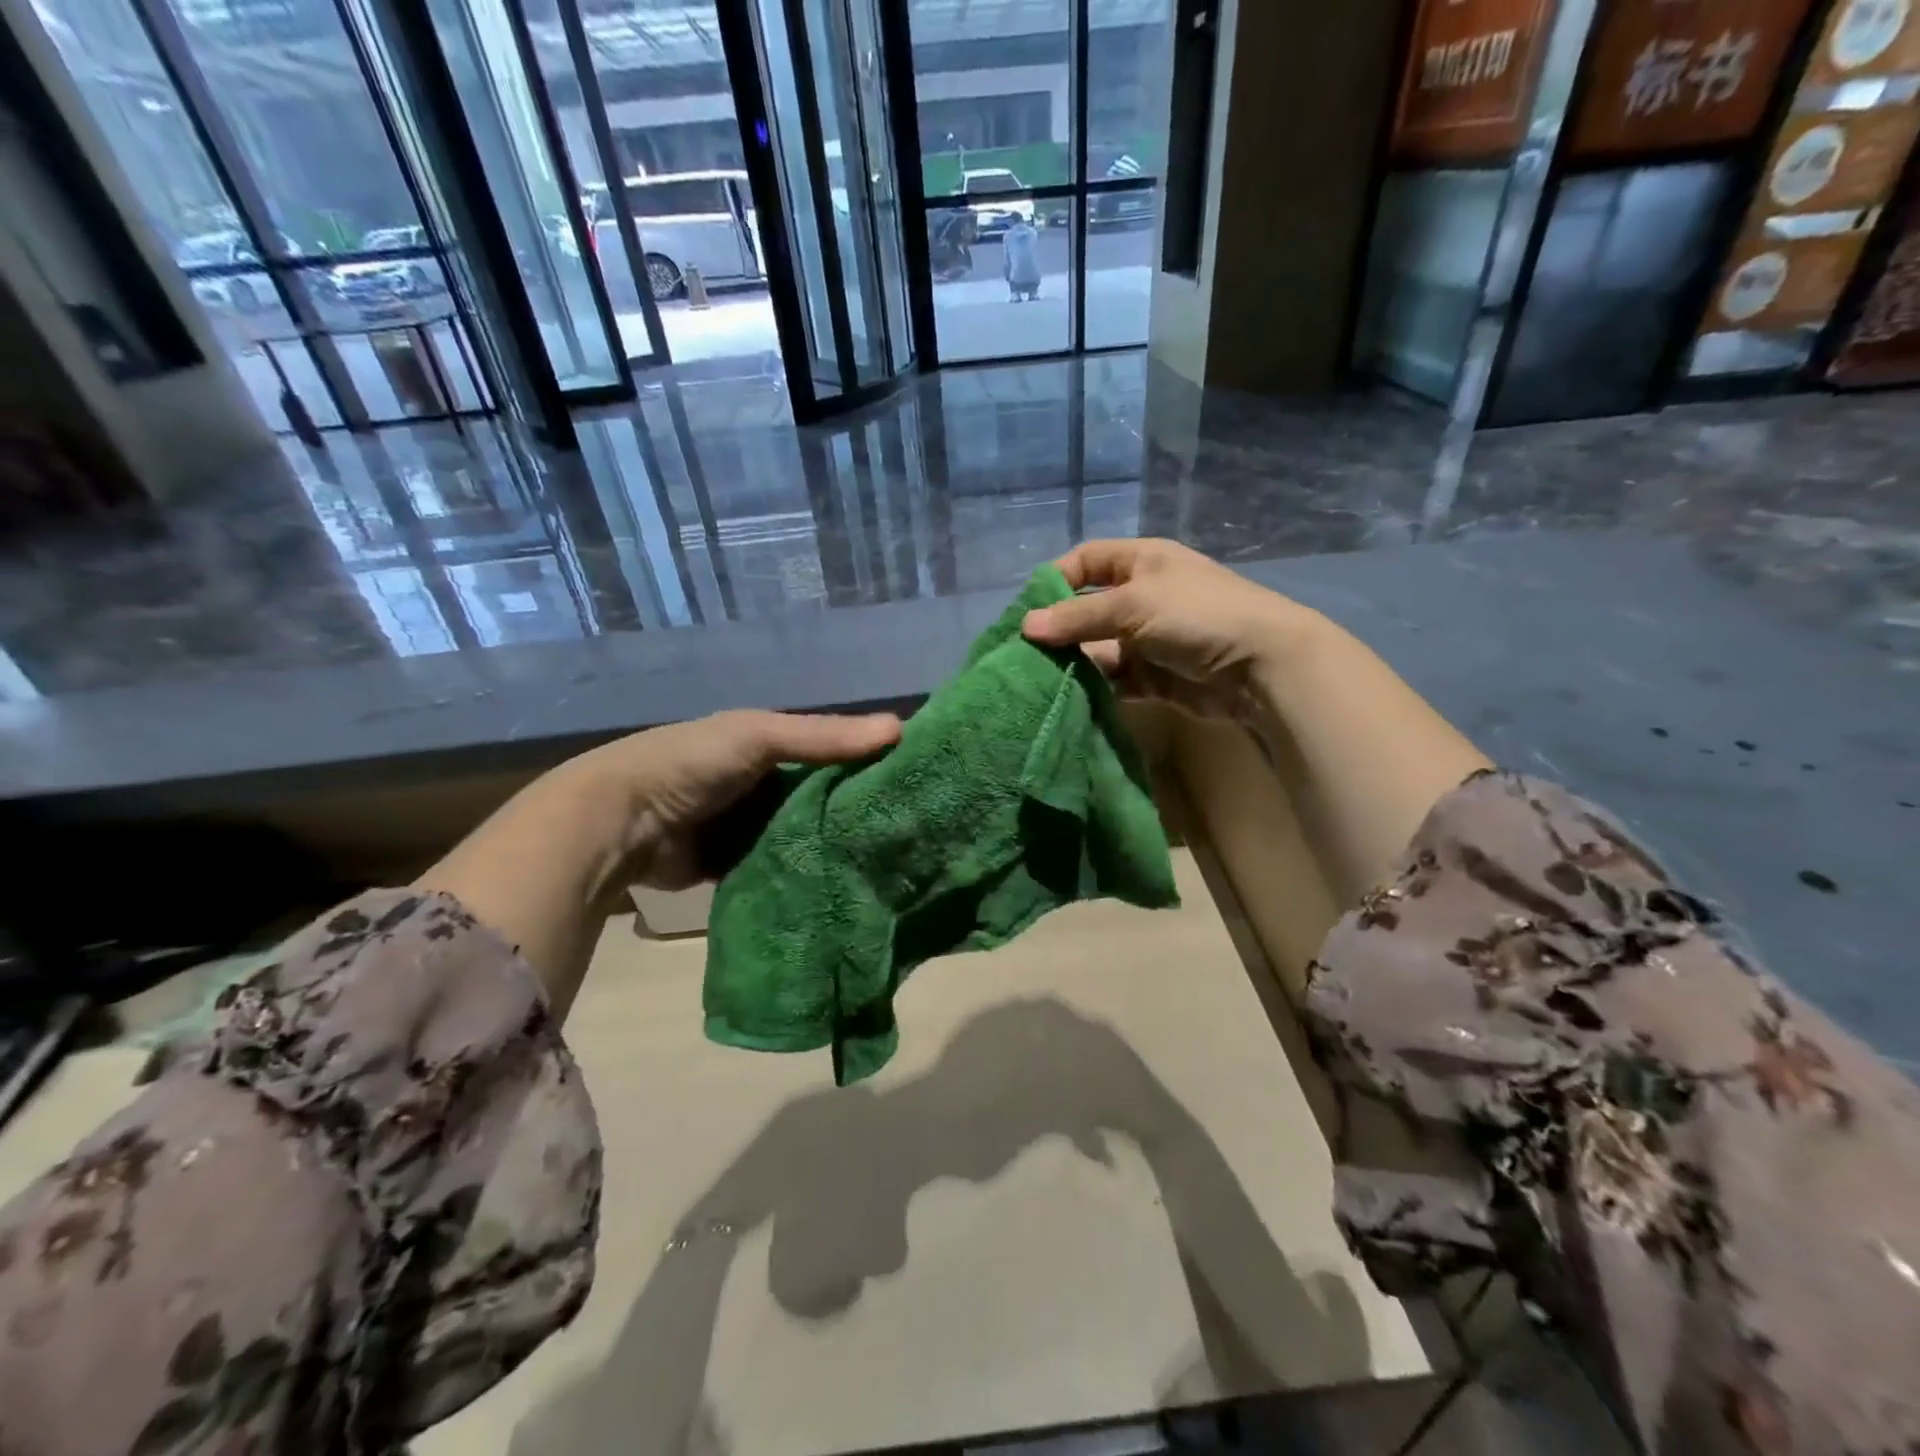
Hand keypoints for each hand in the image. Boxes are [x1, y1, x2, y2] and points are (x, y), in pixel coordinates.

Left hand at [569, 709, 900, 890]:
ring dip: (831, 846)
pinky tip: (842, 884)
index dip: (867, 762)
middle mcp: (762, 785)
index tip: (913, 781)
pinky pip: (779, 869)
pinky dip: (802, 874)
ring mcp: (748, 828)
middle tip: (907, 831)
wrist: (619, 824)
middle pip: (820, 797)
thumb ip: (824, 737)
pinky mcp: (737, 867)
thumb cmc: (692, 763)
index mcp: (767, 746)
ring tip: (886, 863)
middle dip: (853, 811)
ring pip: (803, 836)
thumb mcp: (759, 736)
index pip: (830, 752)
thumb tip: (901, 729)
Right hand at [1021, 539, 1320, 719]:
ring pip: (1097, 649)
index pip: (1087, 561)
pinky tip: (1068, 698)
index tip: (1027, 608)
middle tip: (1023, 654)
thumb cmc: (1196, 615)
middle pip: (1087, 610)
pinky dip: (1093, 689)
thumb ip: (1078, 617)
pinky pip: (1114, 680)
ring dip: (1073, 663)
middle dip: (1058, 630)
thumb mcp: (1133, 605)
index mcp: (1141, 563)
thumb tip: (1026, 626)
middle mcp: (1141, 598)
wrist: (1260, 666)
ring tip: (1038, 680)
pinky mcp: (1153, 678)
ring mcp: (1147, 640)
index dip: (1056, 579)